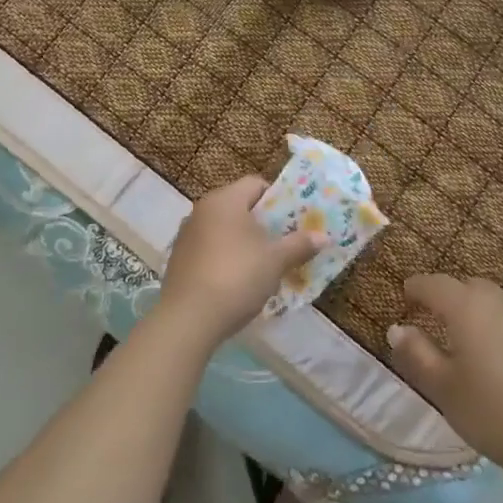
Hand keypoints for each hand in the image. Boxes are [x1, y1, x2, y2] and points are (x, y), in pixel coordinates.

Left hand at [156, 177, 323, 350]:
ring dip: (243, 241)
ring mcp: (187, 234)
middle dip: (262, 222)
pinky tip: (237, 280)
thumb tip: (324, 236)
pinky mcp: (178, 259)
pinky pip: (209, 248)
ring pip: (223, 228)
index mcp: (225, 200)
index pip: (256, 184)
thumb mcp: (275, 261)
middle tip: (284, 241)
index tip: (293, 218)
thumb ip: (299, 245)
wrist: (188, 318)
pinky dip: (225, 256)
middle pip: (239, 206)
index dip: (278, 198)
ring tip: (264, 264)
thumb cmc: (236, 277)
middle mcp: (202, 209)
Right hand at [387, 274, 502, 491]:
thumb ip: (418, 357)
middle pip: (470, 289)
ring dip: (485, 317)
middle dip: (452, 298)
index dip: (417, 287)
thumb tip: (398, 329)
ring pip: (502, 307)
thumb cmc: (501, 415)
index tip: (406, 293)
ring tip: (478, 344)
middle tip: (439, 319)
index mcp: (468, 308)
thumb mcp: (447, 393)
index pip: (435, 284)